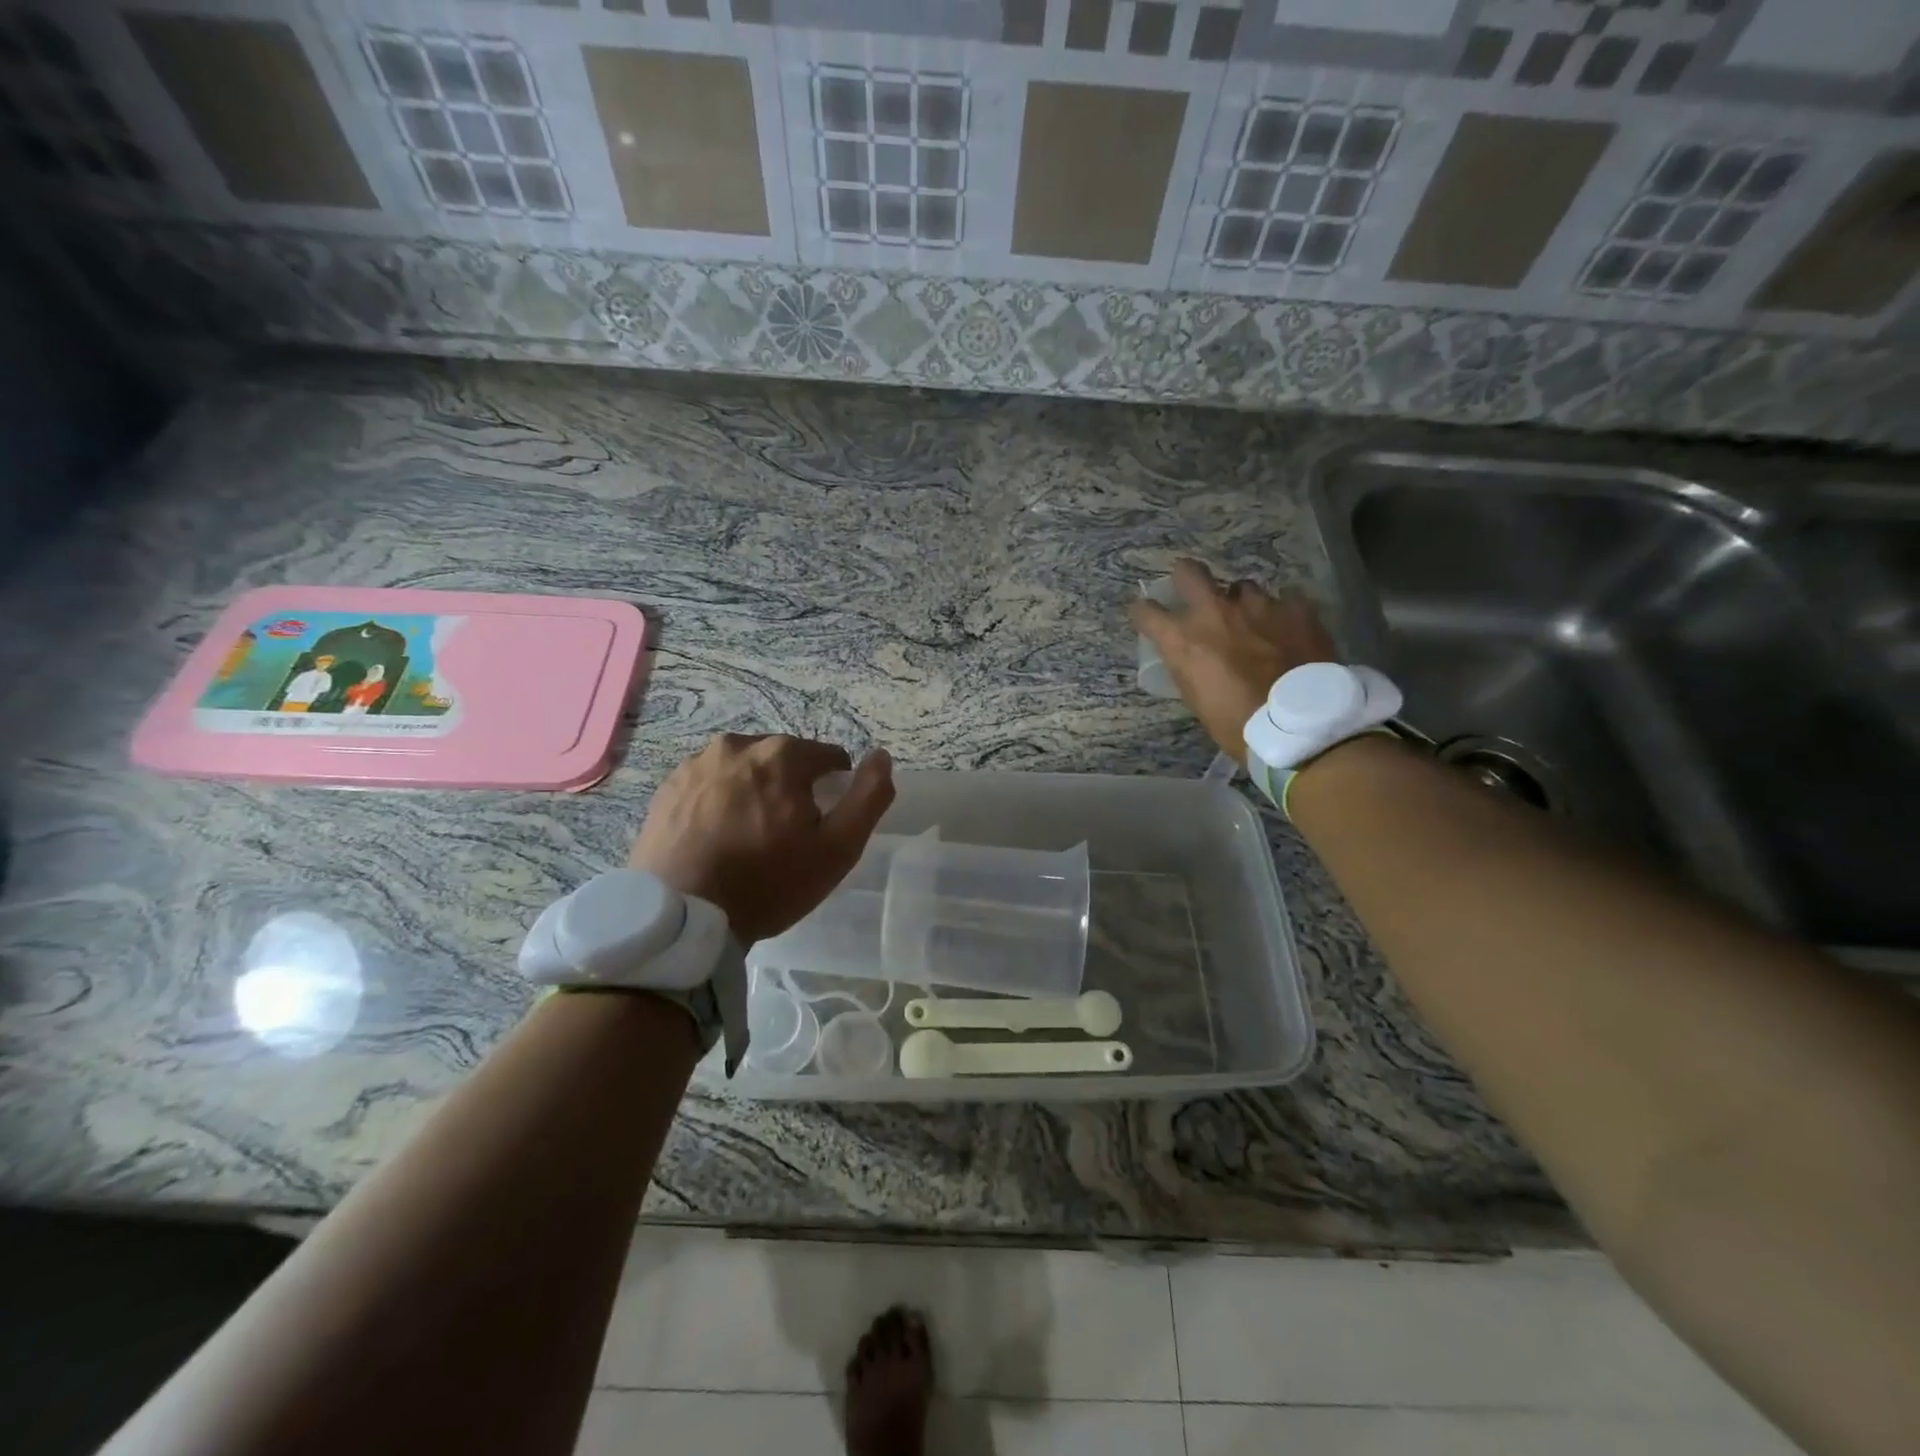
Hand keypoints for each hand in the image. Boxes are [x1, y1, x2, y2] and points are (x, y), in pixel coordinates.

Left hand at [628, 735, 894, 944]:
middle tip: (787, 835)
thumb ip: (868, 797)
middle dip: (792, 788)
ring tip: (749, 837)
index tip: (822, 825)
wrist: (683, 918)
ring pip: (743, 771)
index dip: (834, 789)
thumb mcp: (838, 848)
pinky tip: (717, 838)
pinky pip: (709, 786)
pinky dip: (719, 802)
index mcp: (782, 754)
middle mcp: (737, 746)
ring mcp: (695, 765)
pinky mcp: (667, 789)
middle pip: (783, 761)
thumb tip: (881, 756)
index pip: (827, 757)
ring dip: (754, 792)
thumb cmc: (769, 882)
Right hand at [1130, 559, 1338, 762]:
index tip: (1146, 615)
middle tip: (1193, 590)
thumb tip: (1190, 653)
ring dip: (1241, 602)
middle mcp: (1215, 612)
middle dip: (1186, 576)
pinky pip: (1285, 601)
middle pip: (1189, 572)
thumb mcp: (1197, 699)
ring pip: (1243, 587)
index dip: (1143, 612)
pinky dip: (1282, 614)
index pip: (1145, 612)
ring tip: (1253, 621)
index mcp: (1184, 639)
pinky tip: (1288, 630)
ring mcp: (1258, 605)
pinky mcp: (1296, 608)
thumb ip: (1189, 666)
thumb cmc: (1237, 724)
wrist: (1298, 726)